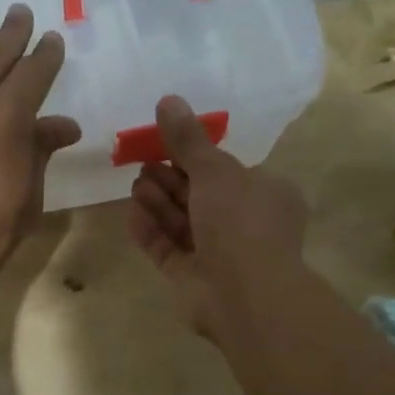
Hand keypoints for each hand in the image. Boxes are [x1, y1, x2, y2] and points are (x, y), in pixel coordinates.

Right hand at [127, 96, 306, 340]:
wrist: (244, 294)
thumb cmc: (240, 222)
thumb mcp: (215, 170)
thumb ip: (188, 139)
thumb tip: (168, 100)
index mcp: (264, 195)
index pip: (226, 171)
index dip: (194, 157)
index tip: (164, 143)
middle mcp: (243, 224)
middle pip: (199, 195)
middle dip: (170, 178)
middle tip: (142, 163)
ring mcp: (217, 254)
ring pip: (182, 222)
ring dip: (158, 202)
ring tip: (135, 185)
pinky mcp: (191, 278)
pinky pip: (167, 249)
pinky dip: (151, 231)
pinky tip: (131, 214)